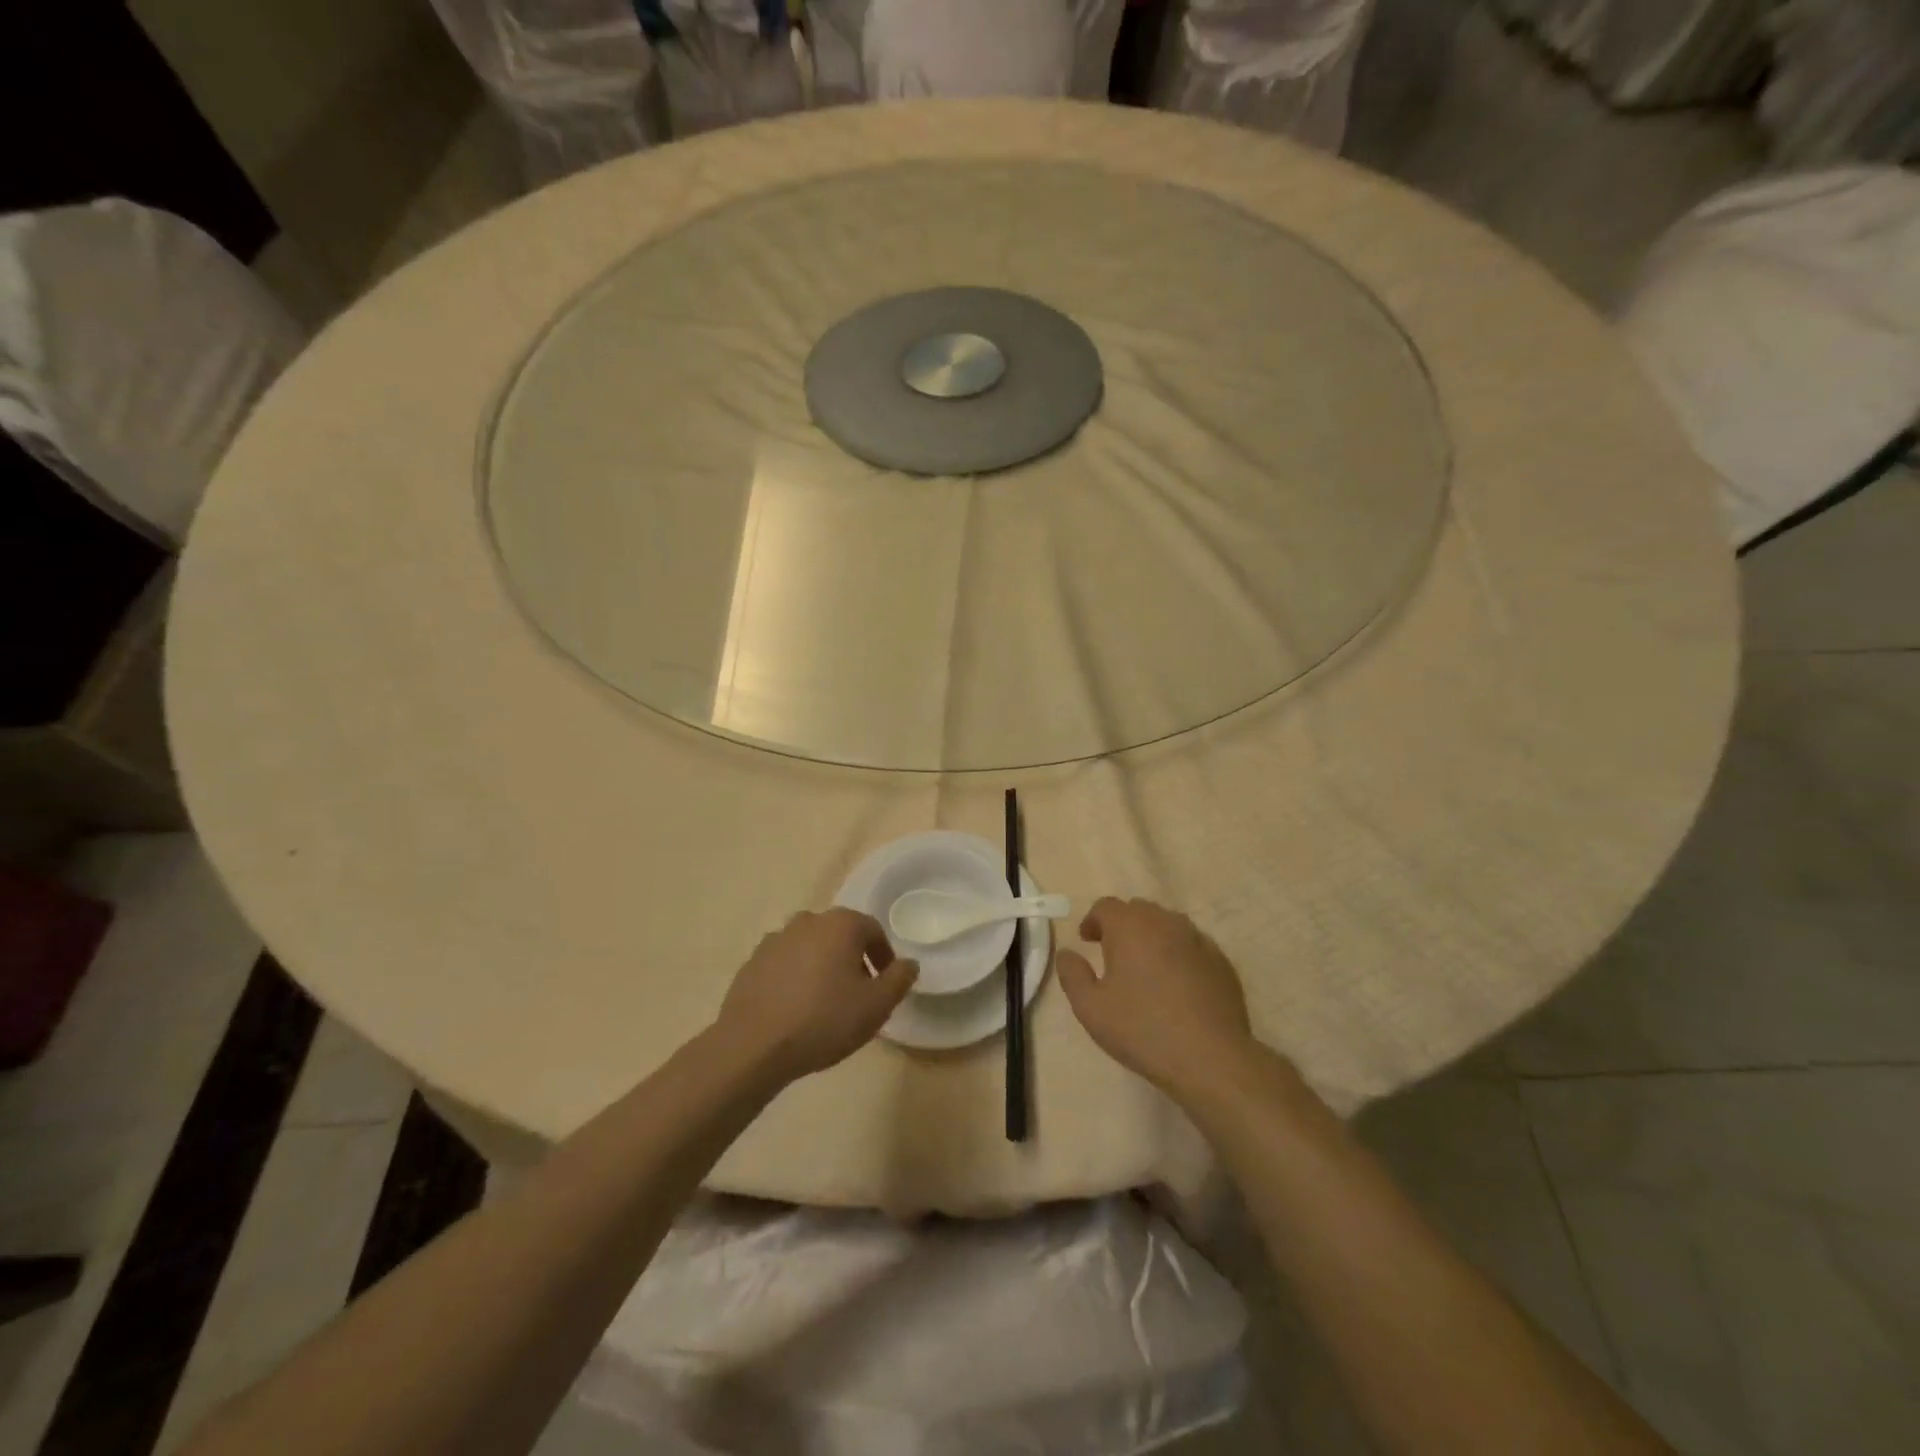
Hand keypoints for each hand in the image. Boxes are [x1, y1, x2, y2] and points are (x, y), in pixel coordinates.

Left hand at [713, 909, 917, 1083]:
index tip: (885, 985)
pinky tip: (795, 1008)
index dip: (884, 957)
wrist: (753, 1045)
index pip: (873, 931)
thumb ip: (899, 979)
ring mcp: (776, 939)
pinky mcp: (752, 961)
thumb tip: (908, 963)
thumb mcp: (876, 1006)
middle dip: (852, 960)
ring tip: (825, 1003)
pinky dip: (795, 978)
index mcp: (841, 924)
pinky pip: (785, 964)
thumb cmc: (824, 1020)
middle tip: (857, 995)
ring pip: (810, 948)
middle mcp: (808, 921)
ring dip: (822, 967)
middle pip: (840, 936)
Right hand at [1057, 898, 1253, 1096]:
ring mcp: (1198, 939)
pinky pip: (1192, 944)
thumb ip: (1072, 974)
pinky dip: (1178, 953)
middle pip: (1138, 910)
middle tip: (1113, 954)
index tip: (1087, 942)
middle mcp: (1165, 922)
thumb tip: (1067, 953)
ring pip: (1167, 924)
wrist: (1211, 1058)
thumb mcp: (1090, 1008)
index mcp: (1130, 927)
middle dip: (1122, 925)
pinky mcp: (1221, 961)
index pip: (1106, 906)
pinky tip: (1177, 983)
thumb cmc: (1142, 1029)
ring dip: (1151, 936)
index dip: (1093, 921)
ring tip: (1145, 967)